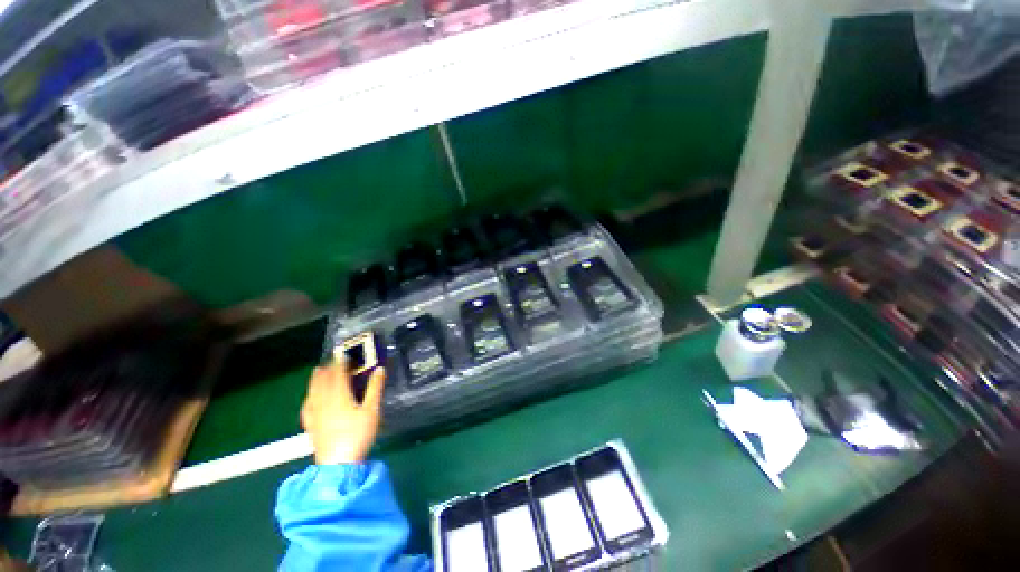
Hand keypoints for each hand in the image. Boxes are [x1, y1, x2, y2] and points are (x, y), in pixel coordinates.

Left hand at [301, 362, 385, 464]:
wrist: (338, 464)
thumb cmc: (358, 434)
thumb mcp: (372, 410)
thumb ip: (375, 388)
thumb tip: (379, 369)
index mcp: (339, 396)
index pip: (338, 374)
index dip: (341, 363)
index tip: (344, 354)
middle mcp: (323, 402)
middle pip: (322, 381)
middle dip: (327, 369)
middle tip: (332, 361)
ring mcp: (315, 414)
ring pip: (312, 392)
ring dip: (315, 380)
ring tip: (317, 371)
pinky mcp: (311, 426)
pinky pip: (307, 406)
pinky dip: (308, 397)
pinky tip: (309, 398)